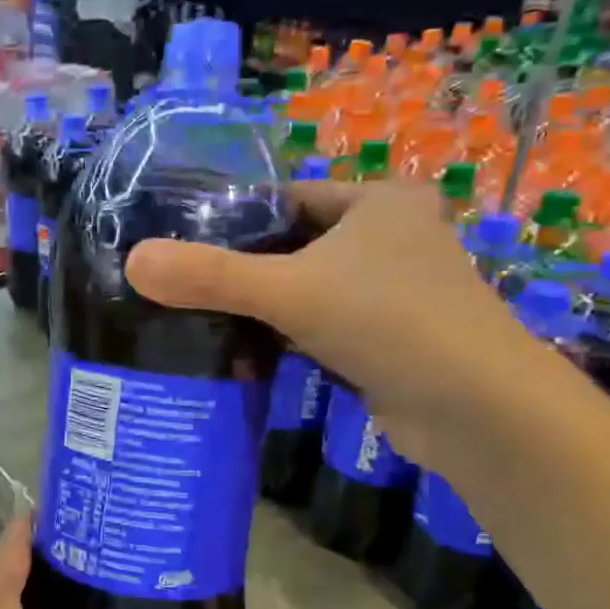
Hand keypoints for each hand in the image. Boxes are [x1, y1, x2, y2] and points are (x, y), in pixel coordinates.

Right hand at [125, 178, 533, 467]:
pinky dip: (289, 340)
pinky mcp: (391, 340)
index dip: (234, 220)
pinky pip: (324, 328)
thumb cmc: (388, 322)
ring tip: (201, 323)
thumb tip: (133, 261)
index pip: (287, 199)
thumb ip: (210, 276)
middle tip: (183, 289)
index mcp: (379, 202)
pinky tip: (247, 358)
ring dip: (263, 311)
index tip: (182, 246)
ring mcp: (395, 292)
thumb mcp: (289, 290)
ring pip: (308, 291)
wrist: (476, 409)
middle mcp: (392, 238)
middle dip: (244, 271)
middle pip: (294, 247)